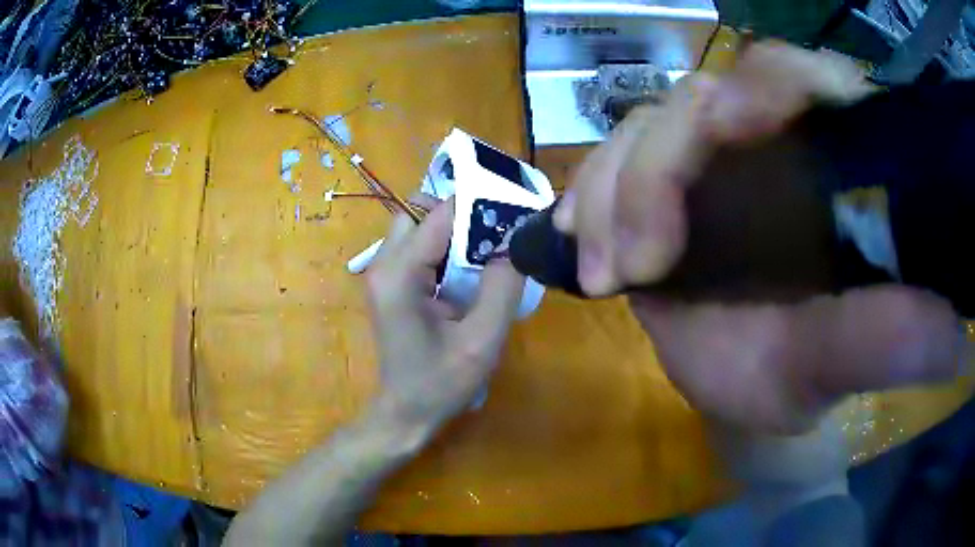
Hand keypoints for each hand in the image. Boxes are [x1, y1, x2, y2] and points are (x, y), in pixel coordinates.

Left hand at [365, 197, 524, 435]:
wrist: (405, 413)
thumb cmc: (440, 383)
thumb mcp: (482, 340)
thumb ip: (501, 287)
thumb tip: (515, 242)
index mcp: (399, 274)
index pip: (439, 214)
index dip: (478, 206)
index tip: (512, 213)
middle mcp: (383, 264)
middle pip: (419, 210)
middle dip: (460, 214)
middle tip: (496, 236)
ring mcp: (382, 272)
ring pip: (417, 225)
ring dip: (452, 231)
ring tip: (487, 252)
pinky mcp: (389, 282)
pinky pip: (417, 246)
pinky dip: (444, 247)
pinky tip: (467, 271)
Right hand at [557, 42, 960, 432]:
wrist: (739, 388)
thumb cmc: (790, 381)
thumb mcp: (832, 367)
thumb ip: (884, 345)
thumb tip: (953, 336)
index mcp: (823, 164)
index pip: (796, 78)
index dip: (767, 85)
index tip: (734, 133)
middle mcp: (764, 141)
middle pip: (701, 98)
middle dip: (659, 167)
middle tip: (641, 263)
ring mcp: (706, 157)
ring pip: (645, 127)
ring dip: (613, 191)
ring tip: (608, 272)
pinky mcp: (659, 182)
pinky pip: (611, 159)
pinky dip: (590, 193)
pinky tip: (580, 238)